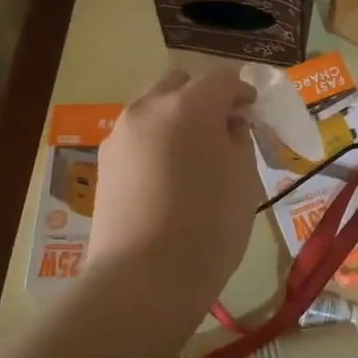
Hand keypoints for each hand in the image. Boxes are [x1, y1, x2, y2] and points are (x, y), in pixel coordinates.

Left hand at [87, 65, 261, 313]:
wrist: (144, 277)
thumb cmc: (209, 227)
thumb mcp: (243, 180)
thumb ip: (239, 140)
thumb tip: (228, 125)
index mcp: (190, 106)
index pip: (223, 79)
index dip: (243, 92)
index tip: (253, 112)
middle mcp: (149, 108)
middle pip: (180, 82)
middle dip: (204, 96)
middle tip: (222, 127)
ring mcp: (120, 133)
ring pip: (153, 106)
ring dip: (176, 116)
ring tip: (192, 152)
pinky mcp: (104, 161)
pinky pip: (136, 134)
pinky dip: (155, 139)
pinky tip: (167, 173)